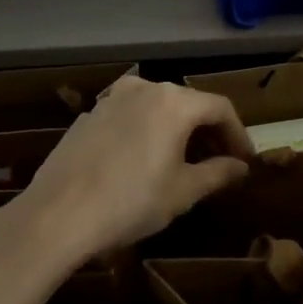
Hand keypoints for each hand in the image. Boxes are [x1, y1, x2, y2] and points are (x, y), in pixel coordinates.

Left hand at [12, 74, 253, 260]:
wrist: (56, 215)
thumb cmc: (131, 202)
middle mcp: (145, 88)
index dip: (238, 134)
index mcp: (174, 102)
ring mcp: (112, 99)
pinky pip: (131, 117)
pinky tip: (144, 161)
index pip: (220, 108)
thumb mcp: (182, 192)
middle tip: (220, 162)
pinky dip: (148, 131)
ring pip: (158, 108)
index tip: (245, 161)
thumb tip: (240, 167)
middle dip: (209, 132)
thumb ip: (217, 173)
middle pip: (189, 104)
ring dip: (178, 130)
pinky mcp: (89, 115)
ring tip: (184, 161)